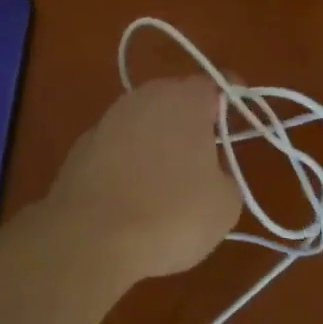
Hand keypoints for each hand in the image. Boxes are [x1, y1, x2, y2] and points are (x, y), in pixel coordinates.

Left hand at [42, 76, 242, 284]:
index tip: (241, 122)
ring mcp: (107, 120)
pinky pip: (117, 146)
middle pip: (176, 99)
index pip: (217, 84)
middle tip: (206, 155)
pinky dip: (128, 161)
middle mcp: (144, 98)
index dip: (232, 100)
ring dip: (157, 140)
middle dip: (191, 121)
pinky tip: (132, 194)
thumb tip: (209, 173)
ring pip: (143, 121)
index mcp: (185, 100)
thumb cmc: (172, 216)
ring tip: (167, 178)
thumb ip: (224, 175)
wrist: (92, 239)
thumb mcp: (225, 204)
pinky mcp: (81, 146)